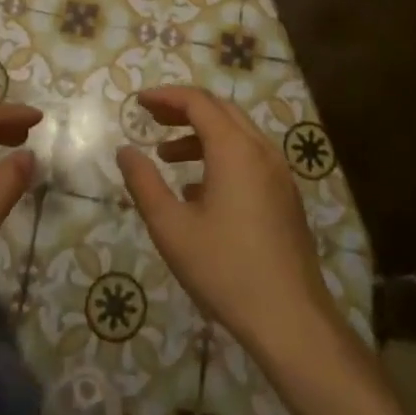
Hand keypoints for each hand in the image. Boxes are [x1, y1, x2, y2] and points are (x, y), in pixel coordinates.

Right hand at [116, 86, 338, 358]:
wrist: (290, 318)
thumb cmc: (225, 269)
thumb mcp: (172, 228)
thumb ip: (144, 183)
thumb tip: (125, 151)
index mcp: (234, 149)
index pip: (198, 102)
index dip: (165, 96)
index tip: (138, 102)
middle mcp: (261, 150)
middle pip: (220, 110)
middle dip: (183, 109)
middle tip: (151, 118)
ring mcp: (278, 172)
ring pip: (237, 134)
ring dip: (201, 134)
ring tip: (167, 155)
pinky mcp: (286, 195)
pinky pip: (250, 157)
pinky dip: (221, 156)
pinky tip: (198, 190)